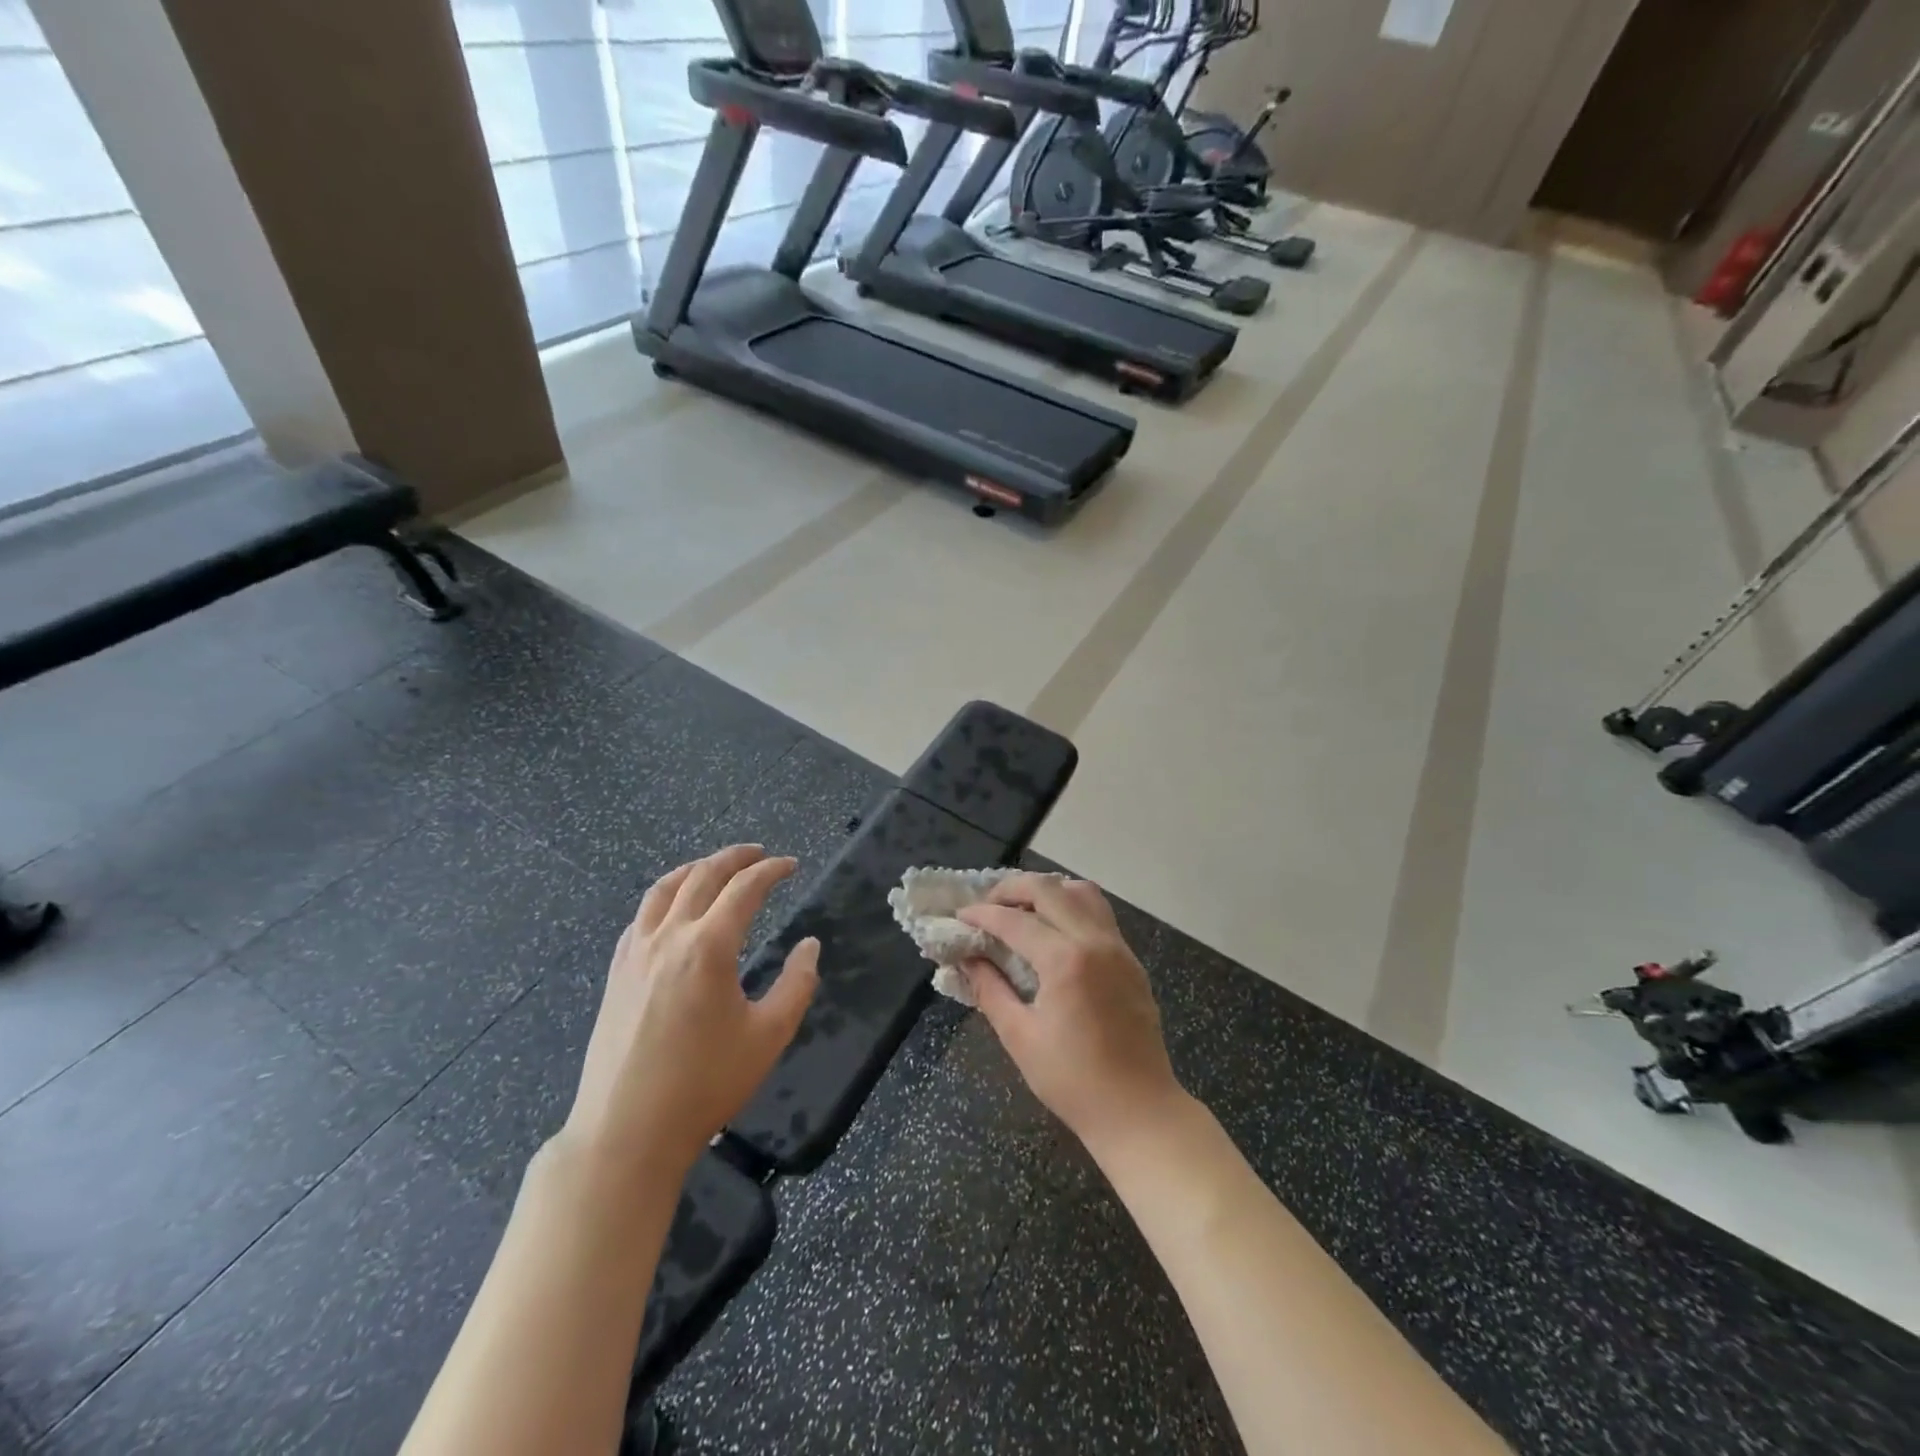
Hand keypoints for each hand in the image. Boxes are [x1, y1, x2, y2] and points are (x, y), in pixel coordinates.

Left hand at [562, 845, 819, 1181]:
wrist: (627, 1130)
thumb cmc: (705, 1084)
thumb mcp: (769, 1035)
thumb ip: (797, 983)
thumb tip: (809, 945)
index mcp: (709, 947)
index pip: (745, 889)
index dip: (771, 871)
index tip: (791, 865)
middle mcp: (669, 938)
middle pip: (702, 877)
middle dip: (735, 858)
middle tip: (760, 853)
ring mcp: (636, 954)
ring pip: (664, 889)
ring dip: (695, 869)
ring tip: (716, 866)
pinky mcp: (616, 973)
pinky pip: (640, 917)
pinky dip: (664, 897)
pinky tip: (672, 909)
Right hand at [958, 874, 1185, 1156]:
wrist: (1139, 1111)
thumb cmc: (1073, 1081)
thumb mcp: (1020, 1037)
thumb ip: (991, 990)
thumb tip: (968, 959)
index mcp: (1066, 960)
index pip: (1015, 920)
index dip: (982, 914)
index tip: (960, 915)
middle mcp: (1095, 941)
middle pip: (1049, 889)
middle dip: (1012, 889)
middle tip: (987, 904)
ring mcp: (1118, 948)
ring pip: (1081, 892)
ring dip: (1047, 891)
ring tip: (1021, 910)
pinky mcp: (1130, 960)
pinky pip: (1099, 913)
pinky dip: (1071, 907)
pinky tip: (1052, 931)